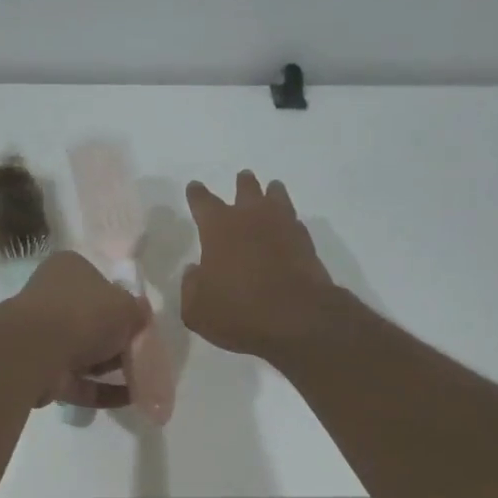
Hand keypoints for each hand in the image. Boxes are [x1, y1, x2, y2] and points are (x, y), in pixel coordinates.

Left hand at [12, 252, 151, 407]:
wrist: (36, 351)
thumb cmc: (84, 314)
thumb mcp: (126, 306)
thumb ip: (138, 312)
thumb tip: (141, 314)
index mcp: (69, 270)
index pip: (101, 283)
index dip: (123, 304)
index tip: (141, 324)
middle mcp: (52, 298)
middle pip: (93, 321)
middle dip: (119, 341)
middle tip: (145, 354)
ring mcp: (43, 336)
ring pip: (85, 353)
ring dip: (113, 368)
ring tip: (144, 381)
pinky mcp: (42, 370)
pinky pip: (79, 381)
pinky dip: (103, 390)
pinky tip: (131, 400)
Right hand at [182, 170, 337, 357]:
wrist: (298, 319)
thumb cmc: (238, 312)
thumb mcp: (197, 310)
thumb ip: (191, 287)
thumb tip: (195, 271)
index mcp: (218, 228)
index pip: (203, 202)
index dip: (197, 194)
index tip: (195, 187)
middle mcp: (251, 218)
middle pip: (246, 190)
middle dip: (242, 184)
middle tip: (243, 177)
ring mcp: (283, 227)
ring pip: (277, 198)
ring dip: (272, 193)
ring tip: (272, 189)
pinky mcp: (306, 243)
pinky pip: (294, 222)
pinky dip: (289, 220)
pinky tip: (288, 224)